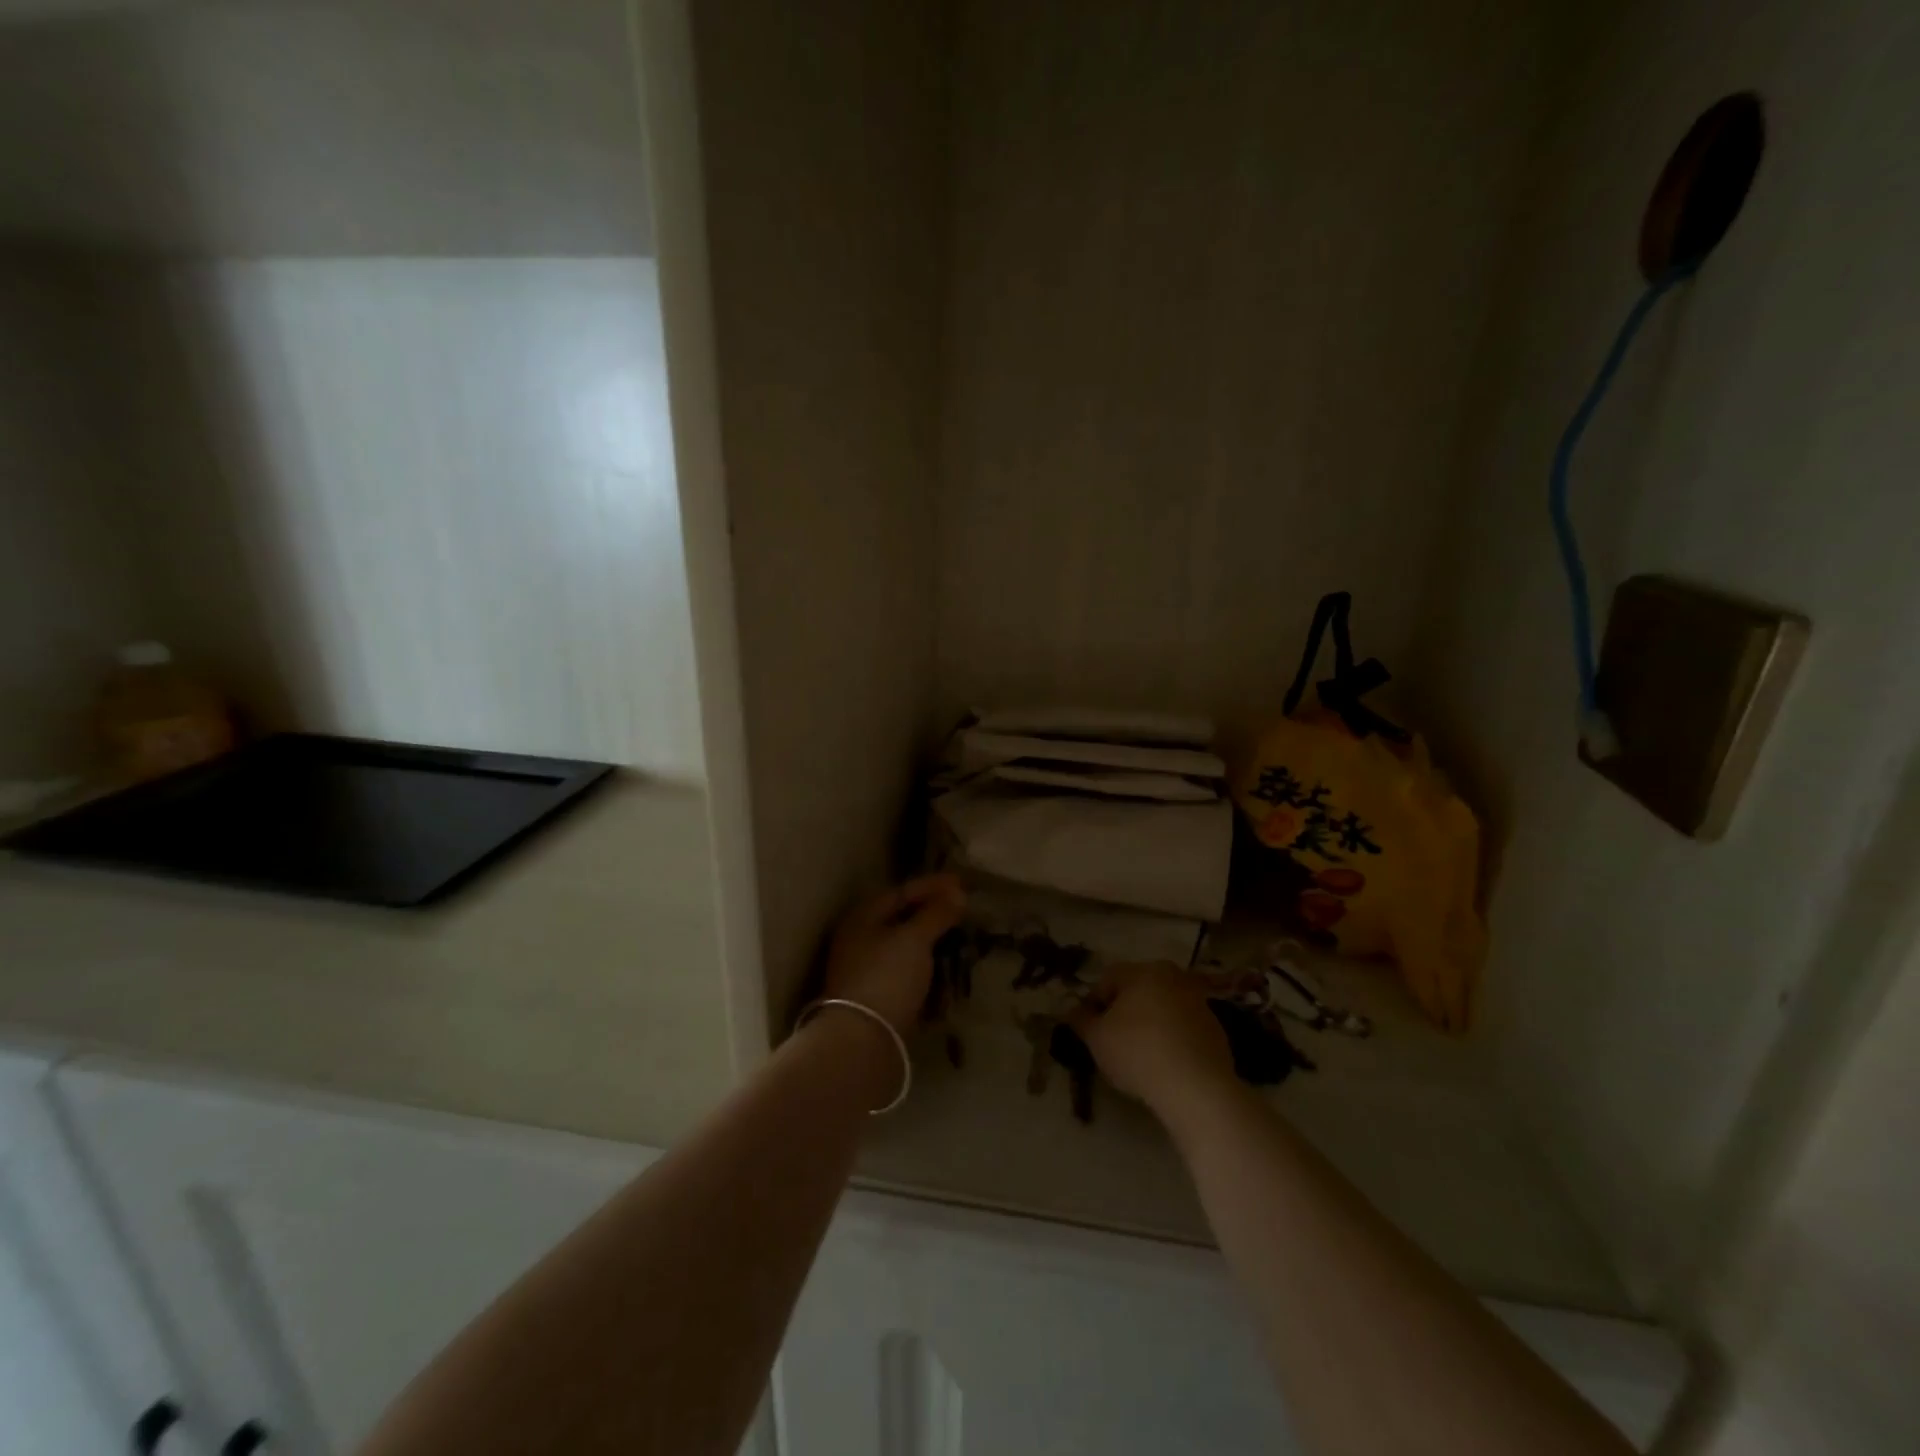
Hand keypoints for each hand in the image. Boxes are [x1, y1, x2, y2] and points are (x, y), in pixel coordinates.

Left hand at [820, 874, 966, 1034]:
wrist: (862, 1041)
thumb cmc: (886, 977)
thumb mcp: (914, 939)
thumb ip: (936, 914)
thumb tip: (957, 893)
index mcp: (862, 918)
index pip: (900, 892)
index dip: (932, 885)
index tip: (962, 883)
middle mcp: (859, 940)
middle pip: (900, 919)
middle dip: (932, 913)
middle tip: (962, 910)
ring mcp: (865, 970)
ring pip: (903, 947)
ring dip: (930, 941)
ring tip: (958, 939)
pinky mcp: (876, 997)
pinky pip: (905, 972)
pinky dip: (926, 968)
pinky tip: (945, 971)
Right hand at [1069, 962, 1236, 1118]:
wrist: (1197, 1087)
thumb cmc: (1138, 1053)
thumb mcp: (1097, 1039)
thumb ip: (1081, 1020)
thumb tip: (1073, 1011)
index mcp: (1142, 970)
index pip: (1108, 979)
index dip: (1093, 1004)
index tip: (1090, 1031)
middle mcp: (1172, 976)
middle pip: (1137, 990)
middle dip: (1123, 1012)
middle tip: (1113, 1042)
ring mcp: (1198, 1000)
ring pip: (1162, 1007)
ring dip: (1149, 1024)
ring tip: (1141, 1056)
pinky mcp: (1216, 1027)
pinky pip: (1183, 1027)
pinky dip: (1172, 1039)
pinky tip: (1166, 1064)